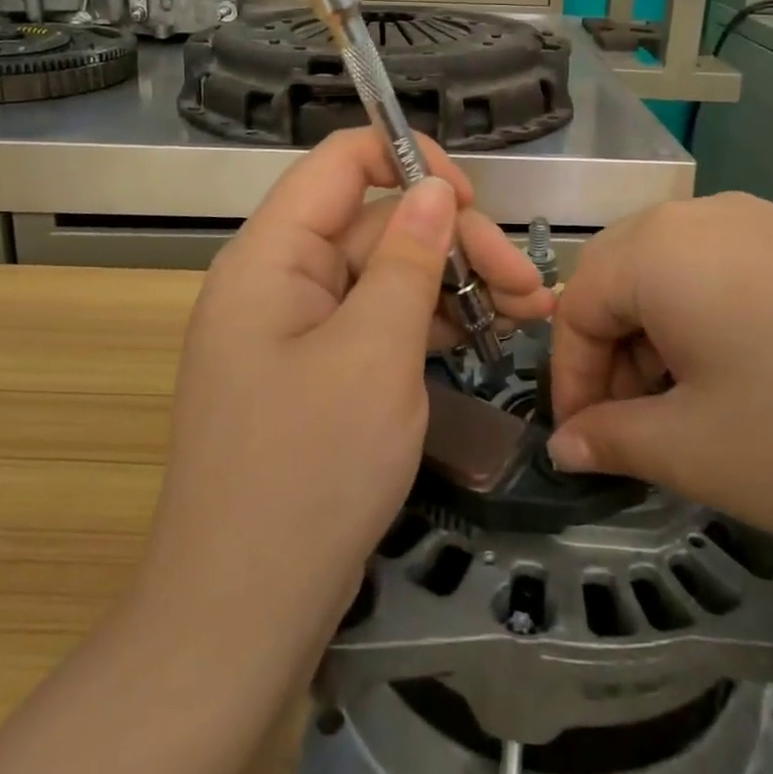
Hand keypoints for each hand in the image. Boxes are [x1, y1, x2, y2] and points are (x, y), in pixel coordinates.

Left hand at [140, 130, 551, 640]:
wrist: (243, 614)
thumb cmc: (308, 471)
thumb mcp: (374, 354)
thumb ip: (408, 260)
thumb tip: (433, 188)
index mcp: (272, 255)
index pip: (340, 162)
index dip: (408, 160)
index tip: (471, 200)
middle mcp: (280, 279)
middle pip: (376, 225)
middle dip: (455, 245)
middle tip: (529, 287)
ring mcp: (299, 328)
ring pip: (385, 275)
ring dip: (454, 287)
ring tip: (528, 313)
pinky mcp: (319, 371)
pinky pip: (378, 322)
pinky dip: (429, 325)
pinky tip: (483, 339)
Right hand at [546, 192, 772, 559]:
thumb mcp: (693, 451)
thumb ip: (609, 440)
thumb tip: (565, 444)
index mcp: (660, 249)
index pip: (578, 305)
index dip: (569, 378)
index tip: (583, 441)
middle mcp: (706, 215)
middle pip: (623, 278)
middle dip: (613, 355)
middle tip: (635, 424)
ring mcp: (767, 221)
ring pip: (675, 273)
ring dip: (661, 338)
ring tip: (693, 407)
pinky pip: (729, 270)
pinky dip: (711, 320)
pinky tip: (749, 376)